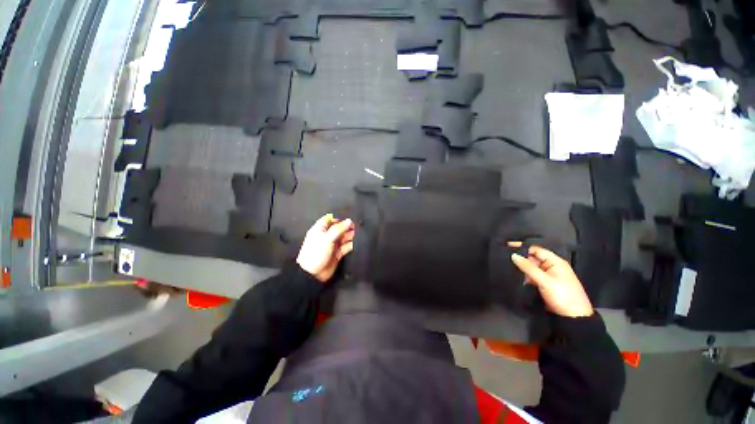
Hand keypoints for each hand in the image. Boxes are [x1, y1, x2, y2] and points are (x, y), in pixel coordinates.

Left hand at [297, 214, 354, 282]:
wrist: (313, 274)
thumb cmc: (316, 253)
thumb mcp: (327, 238)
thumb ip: (338, 229)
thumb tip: (349, 221)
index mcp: (320, 230)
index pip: (329, 220)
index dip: (339, 218)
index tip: (349, 217)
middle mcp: (327, 236)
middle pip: (338, 228)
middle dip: (347, 227)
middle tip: (357, 226)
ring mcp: (332, 245)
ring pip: (343, 237)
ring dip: (350, 235)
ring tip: (359, 233)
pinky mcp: (337, 253)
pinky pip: (346, 247)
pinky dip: (351, 245)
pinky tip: (357, 242)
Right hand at [509, 244, 593, 317]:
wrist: (573, 318)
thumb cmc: (563, 296)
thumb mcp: (545, 281)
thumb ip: (528, 268)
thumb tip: (513, 255)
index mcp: (555, 262)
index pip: (536, 249)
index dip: (522, 247)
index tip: (507, 246)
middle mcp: (550, 267)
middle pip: (532, 258)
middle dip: (519, 257)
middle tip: (503, 256)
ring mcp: (546, 276)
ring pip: (530, 268)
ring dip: (520, 267)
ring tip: (504, 264)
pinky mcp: (542, 284)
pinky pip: (530, 276)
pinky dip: (522, 275)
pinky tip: (512, 275)